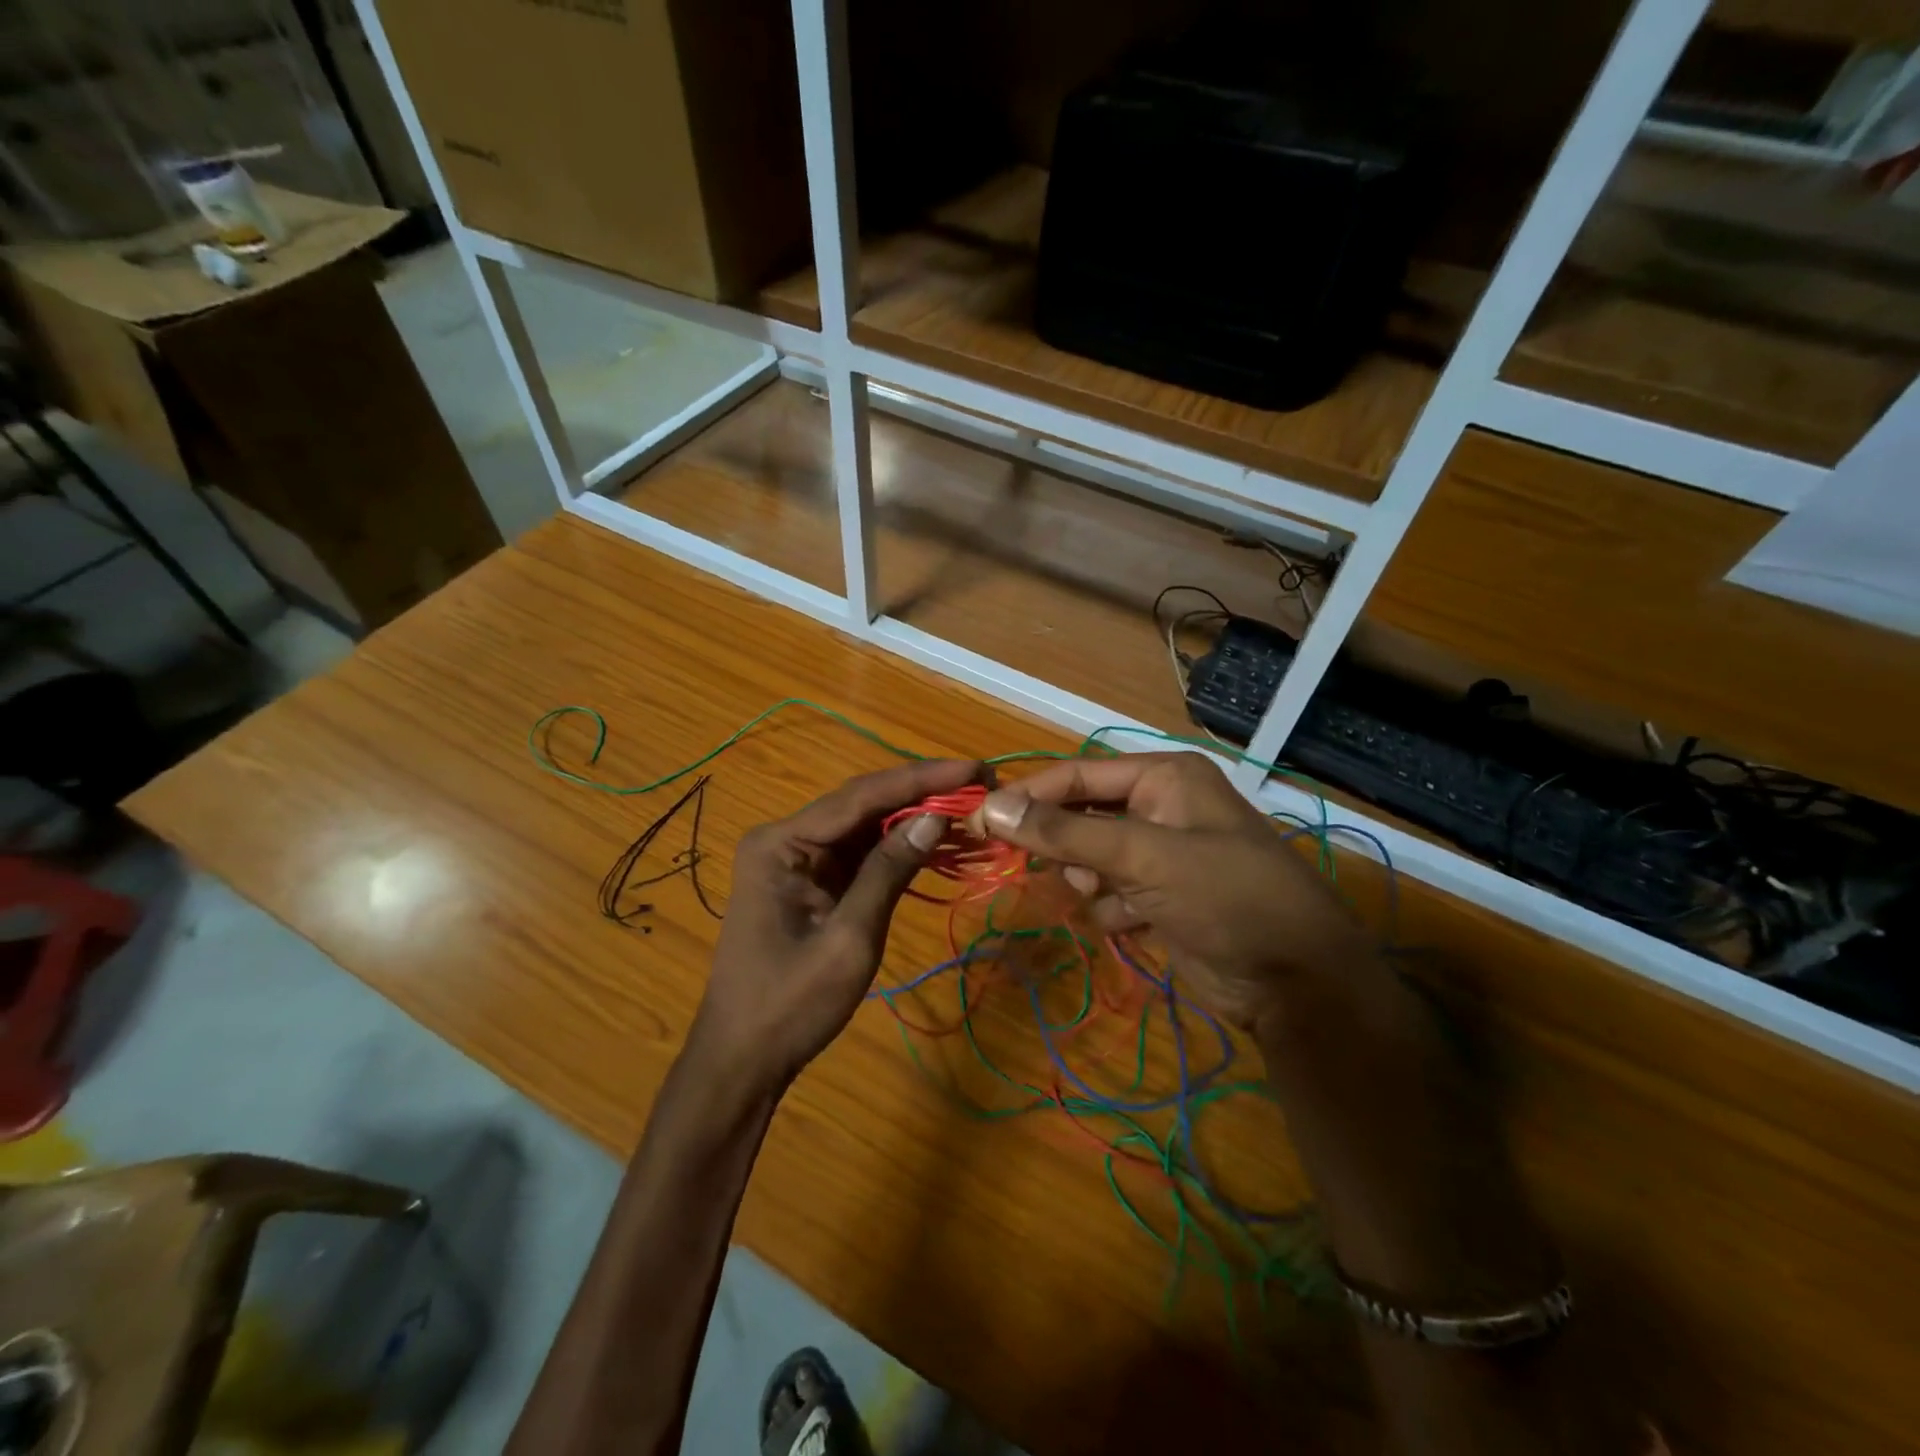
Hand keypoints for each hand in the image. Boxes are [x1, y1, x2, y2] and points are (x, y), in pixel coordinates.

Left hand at [687, 759, 981, 1091]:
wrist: (744, 1059)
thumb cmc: (791, 1004)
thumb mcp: (849, 938)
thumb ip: (888, 870)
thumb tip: (935, 816)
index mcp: (781, 843)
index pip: (860, 796)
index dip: (921, 779)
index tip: (974, 767)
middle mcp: (786, 838)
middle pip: (863, 804)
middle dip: (922, 793)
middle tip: (980, 782)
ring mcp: (798, 860)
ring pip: (864, 826)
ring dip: (914, 818)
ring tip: (970, 805)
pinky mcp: (812, 881)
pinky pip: (860, 853)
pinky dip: (898, 847)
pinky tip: (936, 838)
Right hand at [971, 753, 1371, 1030]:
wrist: (1297, 982)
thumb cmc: (1227, 897)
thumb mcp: (1144, 857)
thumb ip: (1066, 832)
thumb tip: (993, 807)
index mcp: (1162, 777)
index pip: (1075, 776)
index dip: (1026, 797)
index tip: (978, 821)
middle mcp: (1159, 807)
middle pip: (1080, 817)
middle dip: (1062, 847)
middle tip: (1031, 869)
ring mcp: (1160, 855)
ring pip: (1088, 859)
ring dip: (1087, 882)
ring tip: (1109, 899)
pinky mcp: (1159, 897)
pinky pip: (1107, 893)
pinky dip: (1109, 909)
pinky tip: (1132, 924)